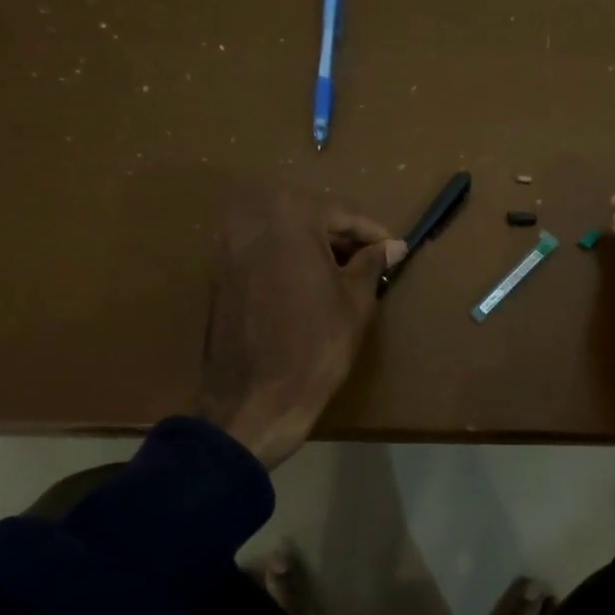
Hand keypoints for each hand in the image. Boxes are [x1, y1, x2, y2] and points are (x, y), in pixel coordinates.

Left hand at [198, 187, 405, 468]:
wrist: (254, 401)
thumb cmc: (315, 345)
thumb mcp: (356, 300)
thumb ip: (372, 262)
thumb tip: (391, 246)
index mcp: (289, 214)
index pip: (343, 212)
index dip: (374, 233)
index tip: (396, 250)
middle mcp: (252, 218)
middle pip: (310, 216)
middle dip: (342, 236)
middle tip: (372, 261)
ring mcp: (228, 245)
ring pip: (284, 232)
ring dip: (314, 246)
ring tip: (344, 274)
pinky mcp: (218, 273)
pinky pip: (263, 252)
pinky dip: (288, 260)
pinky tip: (310, 285)